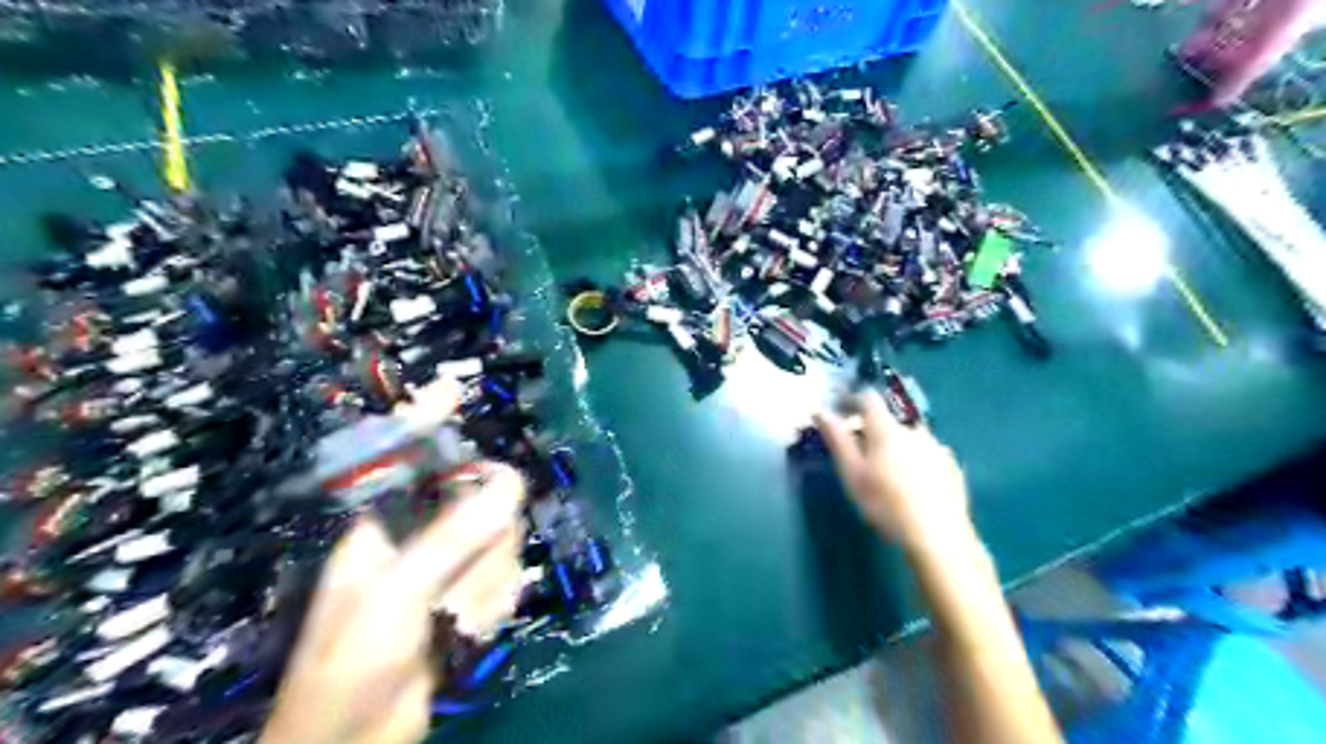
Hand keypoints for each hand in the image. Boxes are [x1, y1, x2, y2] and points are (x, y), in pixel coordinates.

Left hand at [261, 464, 524, 742]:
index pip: (446, 474)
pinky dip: (494, 609)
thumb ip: (454, 537)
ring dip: (488, 589)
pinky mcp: (470, 600)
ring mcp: (450, 571)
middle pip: (487, 512)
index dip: (478, 479)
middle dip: (485, 556)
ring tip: (457, 621)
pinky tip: (470, 632)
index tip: (503, 499)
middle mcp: (424, 540)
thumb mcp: (397, 594)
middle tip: (461, 589)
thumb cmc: (354, 662)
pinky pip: (505, 583)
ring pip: (502, 550)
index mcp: (391, 524)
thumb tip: (512, 480)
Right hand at [808, 393, 969, 549]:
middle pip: (889, 421)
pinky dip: (916, 462)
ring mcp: (937, 448)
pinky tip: (913, 486)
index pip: (868, 399)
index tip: (840, 413)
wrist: (937, 535)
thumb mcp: (852, 473)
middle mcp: (914, 431)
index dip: (852, 401)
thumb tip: (820, 411)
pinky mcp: (952, 467)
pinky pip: (927, 456)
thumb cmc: (885, 503)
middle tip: (861, 456)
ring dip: (897, 447)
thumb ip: (837, 439)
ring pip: (910, 439)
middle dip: (873, 431)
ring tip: (888, 474)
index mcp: (887, 429)